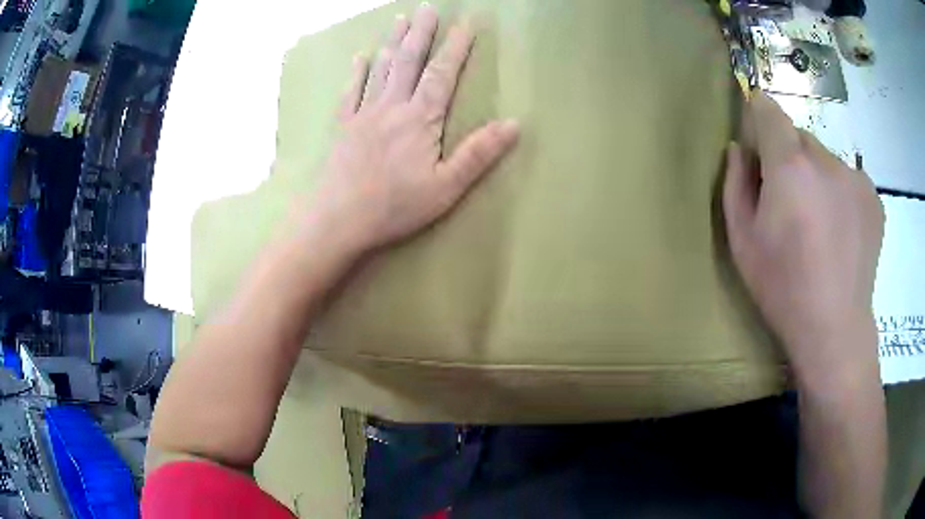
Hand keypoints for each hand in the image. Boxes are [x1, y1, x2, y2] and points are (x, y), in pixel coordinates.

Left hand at [305, 5, 518, 255]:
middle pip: (409, 61)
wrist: (338, 219)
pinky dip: (357, 73)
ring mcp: (363, 114)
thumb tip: (514, 124)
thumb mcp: (447, 187)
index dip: (456, 47)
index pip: (442, 73)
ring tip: (400, 20)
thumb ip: (479, 153)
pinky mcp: (343, 127)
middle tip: (428, 8)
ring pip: (381, 69)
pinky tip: (360, 58)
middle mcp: (391, 107)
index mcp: (420, 118)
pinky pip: (350, 92)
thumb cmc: (395, 206)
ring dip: (393, 42)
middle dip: (422, 32)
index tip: (466, 23)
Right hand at [722, 92, 883, 380]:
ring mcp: (855, 178)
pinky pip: (849, 180)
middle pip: (800, 137)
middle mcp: (826, 160)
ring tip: (819, 224)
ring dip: (817, 178)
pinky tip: (840, 232)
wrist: (834, 329)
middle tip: (790, 203)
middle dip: (789, 157)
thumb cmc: (783, 288)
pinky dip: (840, 194)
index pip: (770, 111)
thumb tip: (739, 149)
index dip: (759, 115)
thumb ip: (735, 184)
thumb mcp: (742, 241)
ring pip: (826, 160)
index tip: (758, 137)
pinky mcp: (873, 198)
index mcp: (790, 166)